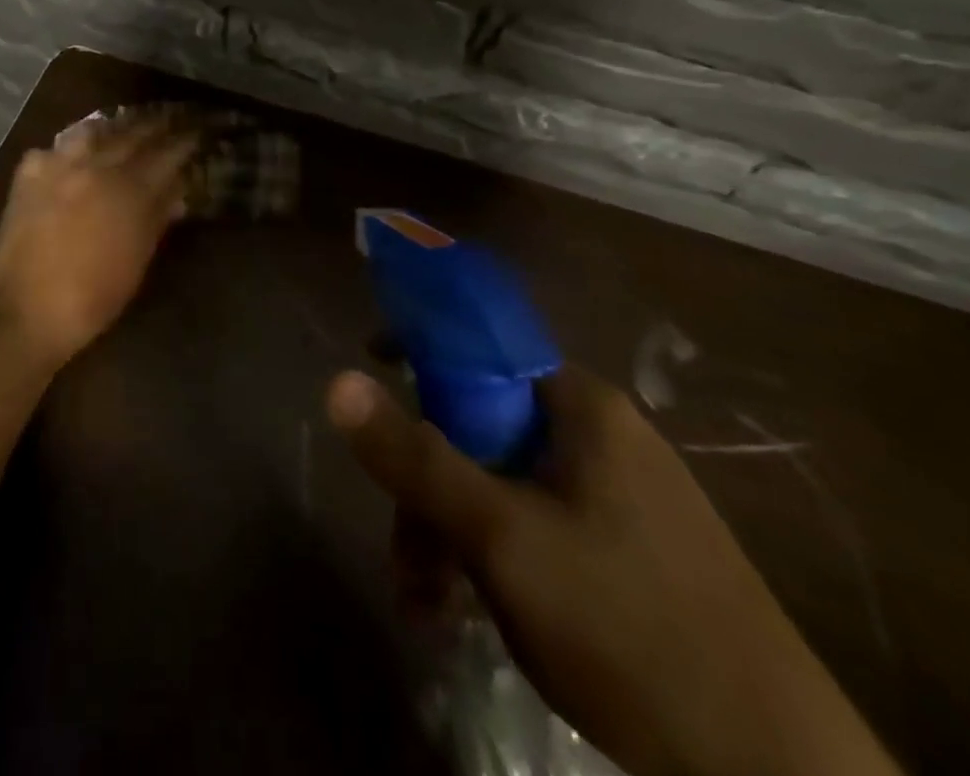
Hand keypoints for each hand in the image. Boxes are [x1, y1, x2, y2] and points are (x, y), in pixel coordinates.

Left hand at [0, 114, 196, 368]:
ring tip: (127, 128)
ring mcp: (59, 164)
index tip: (200, 129)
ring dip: (115, 128)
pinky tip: (76, 154)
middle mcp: (96, 166)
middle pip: (134, 133)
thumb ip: (157, 217)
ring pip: (94, 130)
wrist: (24, 310)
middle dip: (158, 124)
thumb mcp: (137, 260)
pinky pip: (56, 146)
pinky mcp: (29, 172)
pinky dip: (72, 147)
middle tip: (173, 119)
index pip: (168, 152)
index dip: (187, 139)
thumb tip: (177, 188)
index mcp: (130, 189)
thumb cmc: (92, 297)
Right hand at [326, 365, 901, 775]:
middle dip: (431, 483)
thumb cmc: (629, 626)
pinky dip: (495, 560)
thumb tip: (337, 382)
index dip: (418, 355)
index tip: (372, 377)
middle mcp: (603, 435)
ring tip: (427, 602)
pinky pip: (538, 526)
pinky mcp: (632, 553)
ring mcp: (622, 496)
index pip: (480, 344)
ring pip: (506, 483)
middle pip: (484, 426)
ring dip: (454, 533)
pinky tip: (469, 614)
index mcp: (582, 406)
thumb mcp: (502, 538)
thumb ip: (415, 457)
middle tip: (404, 553)